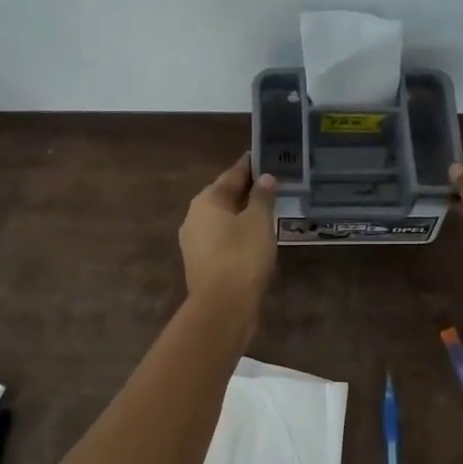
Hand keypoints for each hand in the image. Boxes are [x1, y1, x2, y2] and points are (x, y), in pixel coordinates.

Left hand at [179, 155, 278, 314]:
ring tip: (264, 212)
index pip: (231, 175)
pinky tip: (253, 239)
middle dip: (244, 191)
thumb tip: (264, 178)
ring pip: (221, 221)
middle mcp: (194, 218)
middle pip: (223, 198)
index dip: (248, 166)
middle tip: (267, 184)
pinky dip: (236, 235)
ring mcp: (194, 243)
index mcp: (206, 201)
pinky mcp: (201, 264)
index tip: (260, 157)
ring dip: (240, 215)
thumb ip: (262, 197)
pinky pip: (221, 240)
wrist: (223, 306)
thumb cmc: (242, 256)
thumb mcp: (258, 221)